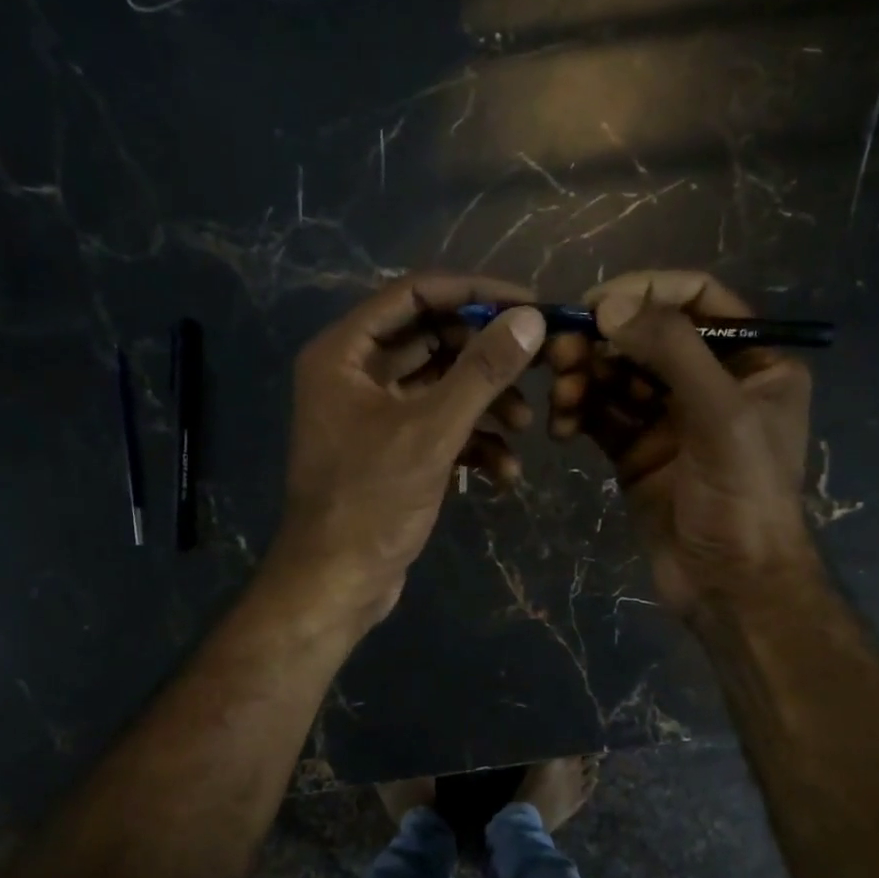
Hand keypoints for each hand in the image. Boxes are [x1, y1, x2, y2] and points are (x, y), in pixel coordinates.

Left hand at [269, 273, 545, 629]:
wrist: (337, 584)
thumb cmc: (371, 502)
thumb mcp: (431, 432)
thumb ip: (481, 372)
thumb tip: (530, 318)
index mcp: (344, 354)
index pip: (415, 294)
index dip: (474, 293)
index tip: (528, 303)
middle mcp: (355, 375)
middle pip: (433, 340)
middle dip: (487, 357)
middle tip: (541, 363)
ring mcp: (374, 416)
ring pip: (442, 388)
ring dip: (487, 404)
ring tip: (526, 427)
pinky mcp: (393, 452)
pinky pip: (439, 428)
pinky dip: (473, 443)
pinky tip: (504, 473)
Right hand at [546, 271, 816, 618]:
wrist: (728, 584)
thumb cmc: (742, 496)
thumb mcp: (720, 415)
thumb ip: (671, 351)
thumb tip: (610, 305)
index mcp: (753, 360)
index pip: (697, 298)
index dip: (646, 291)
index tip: (596, 305)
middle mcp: (710, 380)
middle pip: (646, 336)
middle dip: (603, 343)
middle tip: (560, 356)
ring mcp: (668, 417)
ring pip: (617, 376)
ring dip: (584, 379)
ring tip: (560, 399)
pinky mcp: (635, 450)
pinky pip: (600, 416)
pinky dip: (578, 415)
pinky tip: (560, 430)